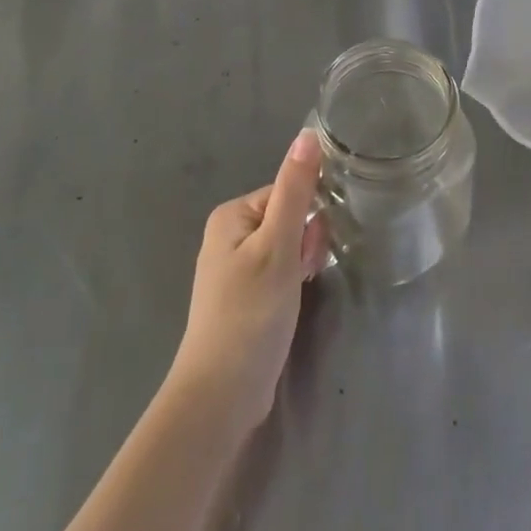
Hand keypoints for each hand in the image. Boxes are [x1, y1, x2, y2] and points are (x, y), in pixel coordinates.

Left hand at [167, 131, 331, 439]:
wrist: (220, 397)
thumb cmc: (250, 314)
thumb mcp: (279, 245)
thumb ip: (296, 189)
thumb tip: (309, 133)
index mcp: (232, 215)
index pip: (287, 193)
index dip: (308, 218)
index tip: (310, 249)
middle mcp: (229, 235)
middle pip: (288, 218)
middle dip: (306, 243)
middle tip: (303, 275)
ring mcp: (234, 269)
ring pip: (287, 247)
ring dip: (302, 265)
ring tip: (298, 293)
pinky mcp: (244, 298)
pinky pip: (279, 272)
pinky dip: (292, 283)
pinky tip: (292, 304)